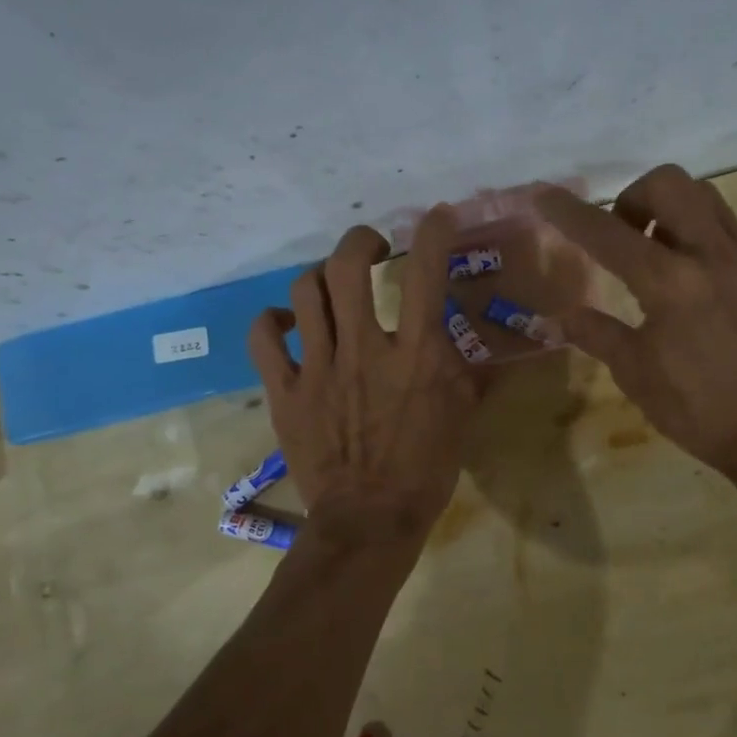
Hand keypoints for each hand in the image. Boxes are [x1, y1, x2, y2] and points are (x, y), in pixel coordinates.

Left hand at [247, 207, 479, 548]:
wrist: (370, 519)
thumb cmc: (426, 469)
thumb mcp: (463, 415)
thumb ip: (467, 369)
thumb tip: (473, 340)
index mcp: (416, 353)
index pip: (426, 273)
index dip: (433, 233)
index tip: (436, 217)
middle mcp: (365, 348)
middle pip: (348, 265)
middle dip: (360, 240)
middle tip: (372, 247)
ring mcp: (319, 367)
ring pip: (305, 292)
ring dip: (320, 277)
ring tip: (331, 286)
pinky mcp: (286, 390)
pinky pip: (263, 337)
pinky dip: (271, 320)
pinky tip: (286, 322)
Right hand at [537, 166, 736, 493]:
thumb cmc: (697, 410)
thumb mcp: (635, 373)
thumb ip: (595, 333)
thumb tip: (556, 316)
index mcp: (670, 284)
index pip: (608, 234)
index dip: (570, 212)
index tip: (545, 194)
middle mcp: (713, 257)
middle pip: (669, 184)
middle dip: (634, 197)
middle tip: (624, 236)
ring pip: (707, 199)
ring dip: (672, 210)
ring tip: (659, 252)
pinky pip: (732, 237)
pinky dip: (702, 244)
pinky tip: (699, 289)